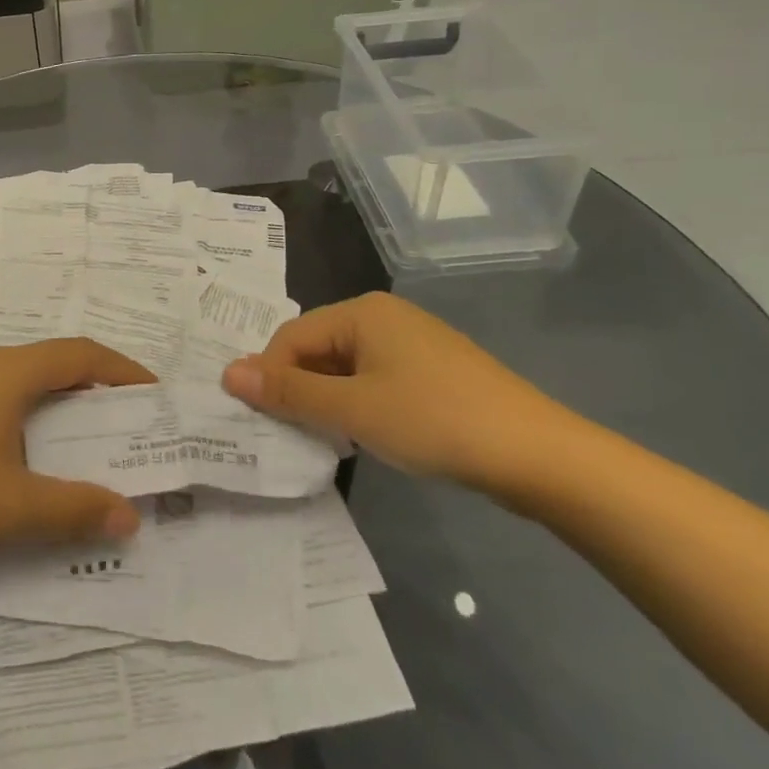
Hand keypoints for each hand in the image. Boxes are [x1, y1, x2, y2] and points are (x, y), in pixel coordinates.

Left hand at [0, 338, 155, 570]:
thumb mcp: (12, 507)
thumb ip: (75, 510)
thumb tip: (130, 516)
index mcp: (9, 372)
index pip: (80, 354)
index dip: (121, 369)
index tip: (152, 394)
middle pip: (51, 363)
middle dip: (91, 389)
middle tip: (122, 425)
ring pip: (18, 380)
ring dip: (53, 403)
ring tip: (76, 442)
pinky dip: (21, 414)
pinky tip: (15, 454)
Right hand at [221, 293, 572, 493]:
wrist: (540, 456)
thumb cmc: (435, 421)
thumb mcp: (353, 410)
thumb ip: (289, 391)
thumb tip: (228, 372)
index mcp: (361, 311)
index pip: (291, 336)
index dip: (269, 376)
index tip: (259, 420)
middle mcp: (383, 316)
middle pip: (317, 348)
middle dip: (299, 390)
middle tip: (290, 435)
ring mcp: (412, 342)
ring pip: (346, 368)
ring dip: (328, 401)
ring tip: (327, 441)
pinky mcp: (433, 371)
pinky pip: (376, 380)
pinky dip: (359, 405)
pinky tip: (367, 437)